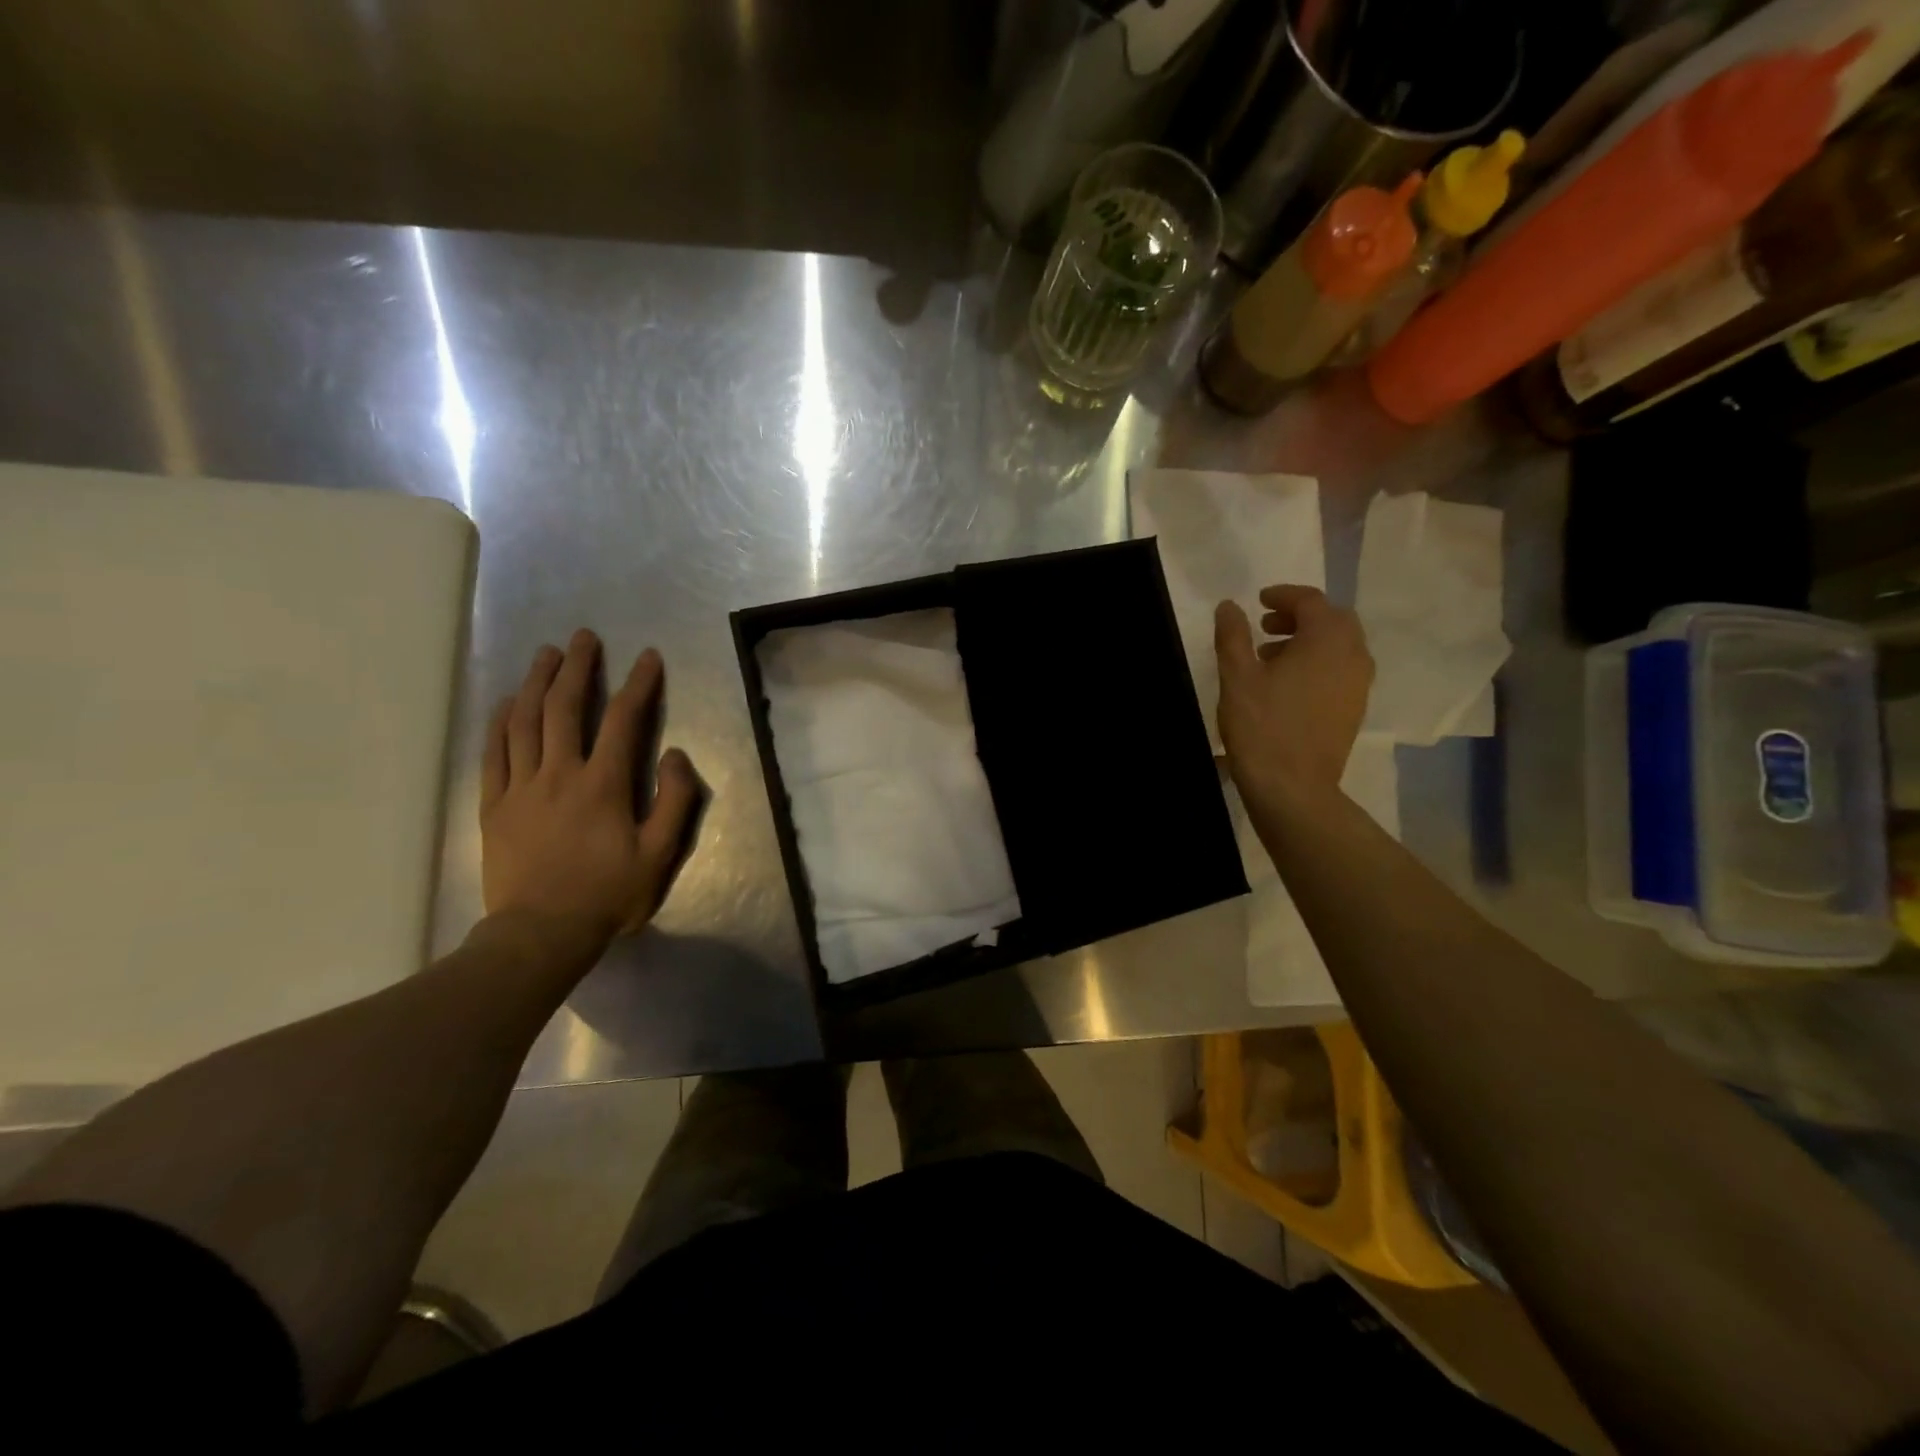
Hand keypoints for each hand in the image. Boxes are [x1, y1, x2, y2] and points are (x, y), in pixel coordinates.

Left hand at [481, 630, 700, 956]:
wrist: (540, 933)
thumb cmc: (607, 894)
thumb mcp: (659, 854)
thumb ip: (674, 801)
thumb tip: (673, 754)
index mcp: (603, 784)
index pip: (623, 721)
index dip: (638, 684)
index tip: (648, 657)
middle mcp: (559, 774)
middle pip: (565, 708)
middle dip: (578, 667)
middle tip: (584, 637)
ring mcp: (520, 787)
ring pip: (525, 722)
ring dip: (538, 682)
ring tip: (547, 654)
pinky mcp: (493, 805)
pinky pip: (494, 752)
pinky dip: (501, 721)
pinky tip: (508, 701)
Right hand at [1214, 585, 1372, 807]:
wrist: (1293, 787)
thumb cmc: (1262, 726)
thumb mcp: (1237, 677)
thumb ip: (1233, 636)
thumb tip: (1230, 606)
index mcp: (1326, 640)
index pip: (1311, 601)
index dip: (1283, 596)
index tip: (1258, 601)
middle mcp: (1352, 655)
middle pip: (1332, 620)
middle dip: (1300, 616)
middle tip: (1265, 626)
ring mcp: (1359, 684)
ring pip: (1339, 646)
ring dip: (1308, 641)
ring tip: (1270, 657)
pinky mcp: (1354, 709)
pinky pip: (1341, 670)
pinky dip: (1318, 664)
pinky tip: (1287, 685)